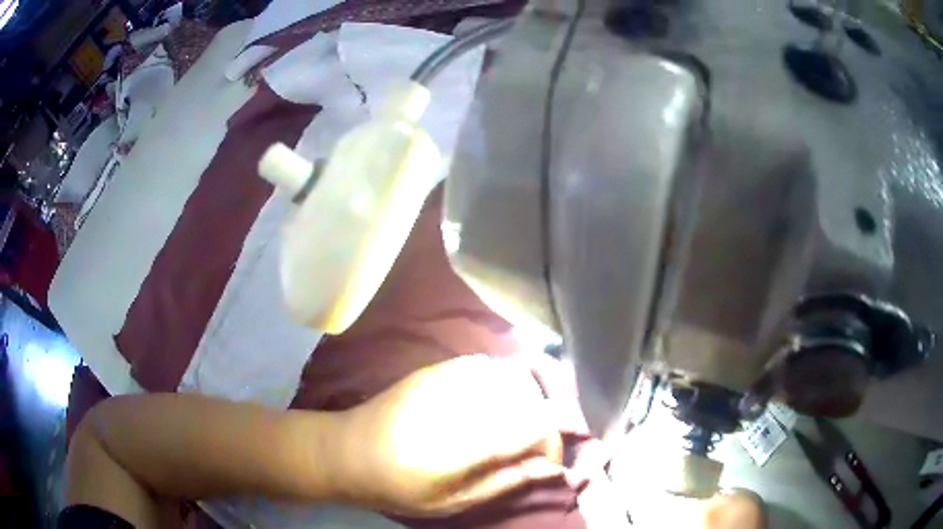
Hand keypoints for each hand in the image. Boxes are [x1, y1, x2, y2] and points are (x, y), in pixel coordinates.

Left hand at [331, 355, 567, 515]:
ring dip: (525, 402)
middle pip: (530, 397)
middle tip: (529, 449)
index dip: (554, 445)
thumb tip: (553, 468)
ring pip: (512, 376)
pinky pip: (488, 365)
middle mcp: (462, 401)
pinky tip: (490, 404)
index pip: (536, 427)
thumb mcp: (454, 501)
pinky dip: (502, 384)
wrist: (348, 450)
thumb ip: (506, 481)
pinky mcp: (437, 368)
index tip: (548, 464)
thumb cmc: (400, 486)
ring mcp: (448, 378)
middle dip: (542, 424)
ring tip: (512, 428)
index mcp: (466, 442)